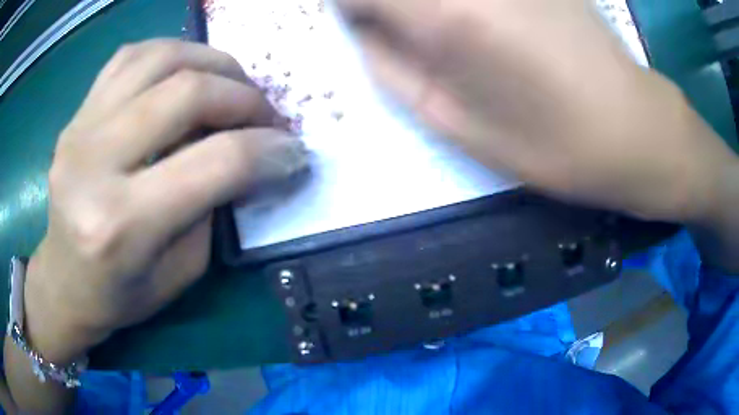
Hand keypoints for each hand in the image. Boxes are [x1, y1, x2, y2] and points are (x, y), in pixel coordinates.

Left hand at [24, 39, 307, 361]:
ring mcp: (79, 130)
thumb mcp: (181, 270)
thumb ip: (212, 204)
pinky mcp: (76, 116)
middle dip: (244, 97)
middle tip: (266, 114)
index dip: (269, 149)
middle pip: (186, 94)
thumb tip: (249, 149)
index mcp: (122, 225)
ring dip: (212, 62)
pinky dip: (170, 53)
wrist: (65, 282)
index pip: (215, 162)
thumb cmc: (121, 293)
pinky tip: (186, 71)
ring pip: (160, 58)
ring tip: (232, 84)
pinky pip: (130, 57)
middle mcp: (94, 165)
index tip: (294, 150)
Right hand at [338, 0, 735, 220]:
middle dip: (377, 3)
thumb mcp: (451, 121)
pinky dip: (453, 2)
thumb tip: (359, 26)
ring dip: (416, 4)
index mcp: (443, 15)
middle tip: (391, 27)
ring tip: (439, 35)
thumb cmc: (547, 142)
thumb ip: (388, 64)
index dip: (343, 5)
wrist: (630, 126)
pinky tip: (472, 21)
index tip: (352, 22)